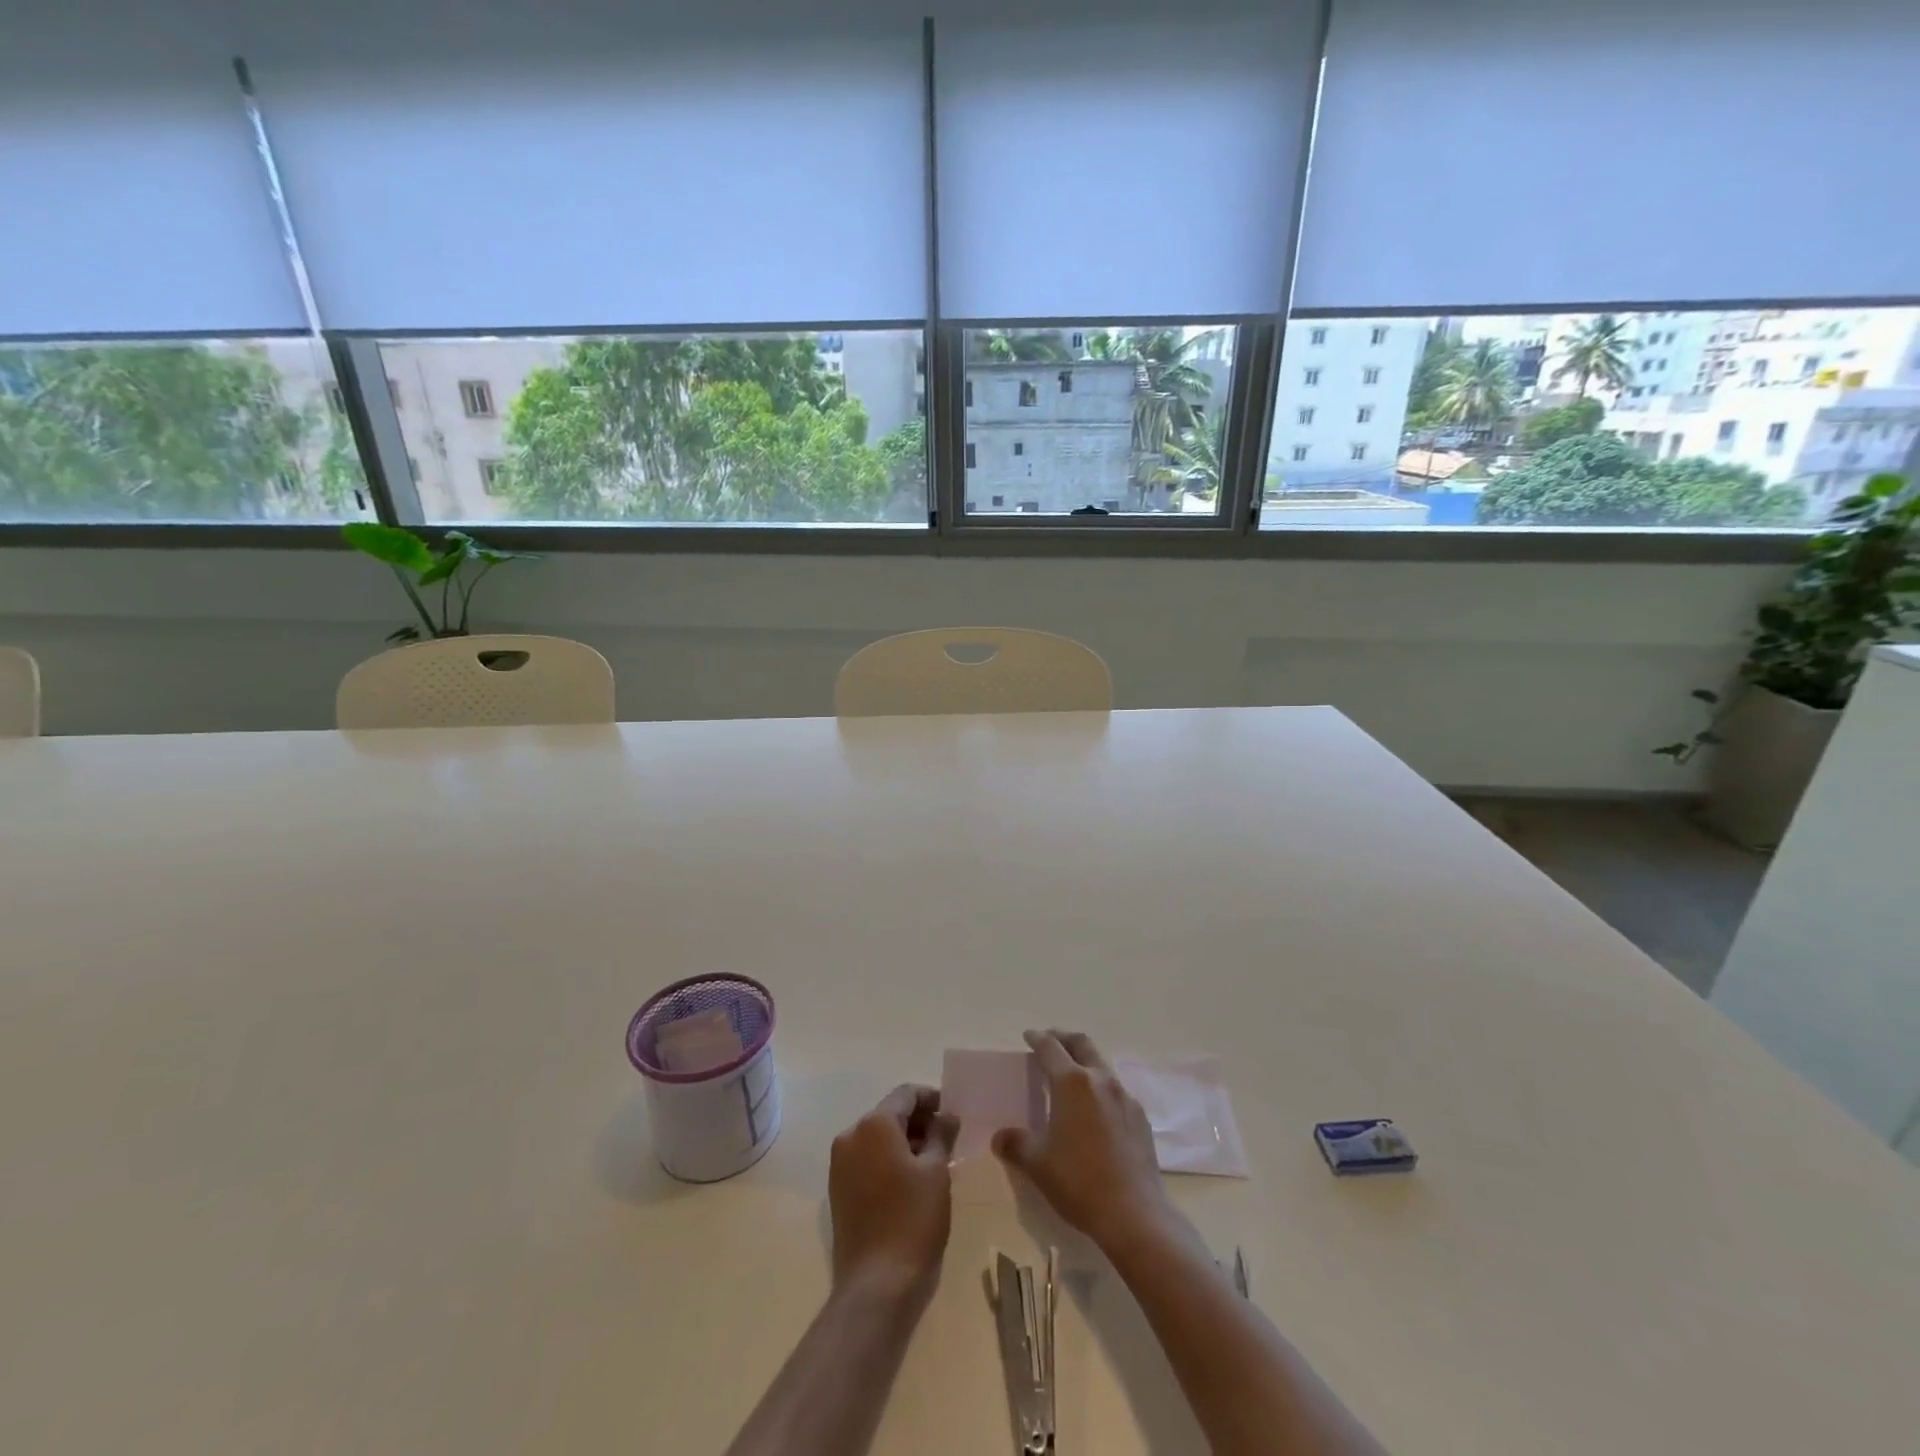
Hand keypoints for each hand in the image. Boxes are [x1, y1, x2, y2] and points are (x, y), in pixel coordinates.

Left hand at [829, 1085, 959, 1304]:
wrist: (876, 1286)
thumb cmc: (913, 1220)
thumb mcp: (937, 1172)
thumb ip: (941, 1134)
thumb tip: (946, 1115)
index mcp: (874, 1124)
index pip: (906, 1094)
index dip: (931, 1098)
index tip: (952, 1113)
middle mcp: (851, 1135)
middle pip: (889, 1114)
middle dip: (918, 1121)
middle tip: (947, 1138)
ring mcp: (840, 1164)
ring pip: (877, 1138)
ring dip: (904, 1141)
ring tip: (934, 1160)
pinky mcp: (838, 1189)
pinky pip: (867, 1159)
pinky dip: (888, 1160)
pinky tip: (911, 1181)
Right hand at [993, 1029, 1173, 1252]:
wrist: (1135, 1213)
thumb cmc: (1079, 1181)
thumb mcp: (1038, 1164)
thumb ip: (1016, 1144)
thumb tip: (999, 1137)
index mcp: (1072, 1082)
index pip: (1050, 1048)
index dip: (1037, 1039)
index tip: (1029, 1036)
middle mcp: (1100, 1079)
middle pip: (1081, 1044)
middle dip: (1063, 1038)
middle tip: (1050, 1041)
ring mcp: (1124, 1096)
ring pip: (1101, 1065)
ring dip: (1084, 1062)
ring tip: (1071, 1077)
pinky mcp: (1140, 1117)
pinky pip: (1116, 1091)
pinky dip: (1100, 1088)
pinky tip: (1095, 1111)